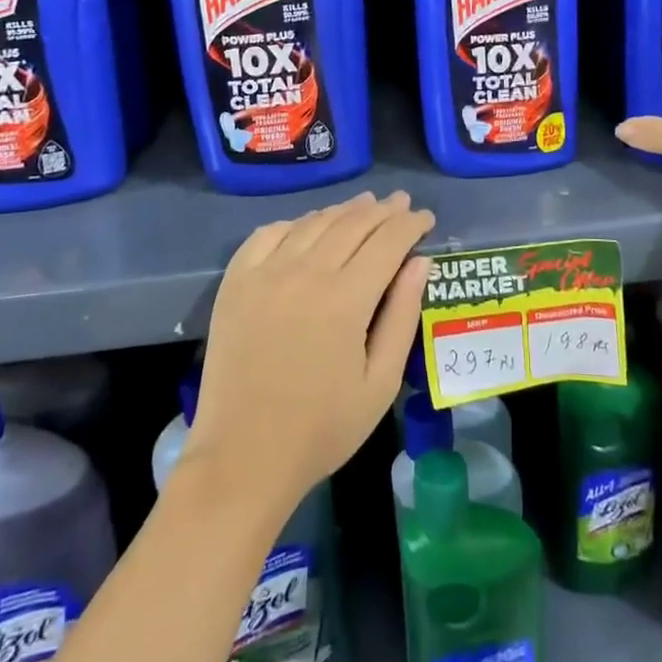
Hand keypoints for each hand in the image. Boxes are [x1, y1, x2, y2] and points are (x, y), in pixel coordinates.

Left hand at [188, 191, 434, 515]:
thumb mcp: (380, 382)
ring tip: (365, 205)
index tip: (426, 218)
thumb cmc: (322, 428)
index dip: (410, 225)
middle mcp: (305, 273)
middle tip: (402, 203)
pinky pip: (268, 234)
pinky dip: (295, 223)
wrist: (243, 457)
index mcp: (345, 299)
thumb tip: (420, 262)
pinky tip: (308, 226)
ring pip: (313, 223)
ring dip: (344, 210)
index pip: (387, 242)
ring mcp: (265, 273)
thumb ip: (403, 315)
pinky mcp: (235, 282)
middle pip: (352, 224)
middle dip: (383, 211)